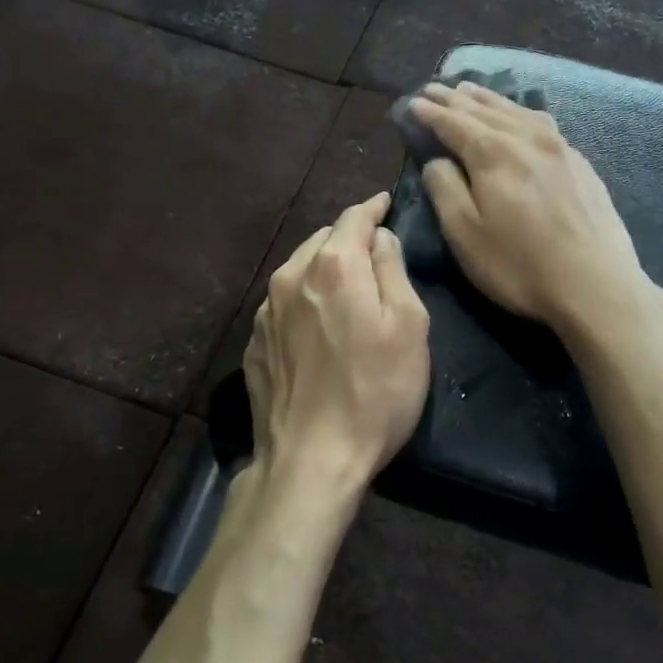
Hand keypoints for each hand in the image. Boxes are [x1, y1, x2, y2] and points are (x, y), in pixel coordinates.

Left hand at [243, 193, 431, 494]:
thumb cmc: (375, 393)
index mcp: (333, 265)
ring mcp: (266, 310)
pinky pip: (283, 303)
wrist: (310, 460)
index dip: (373, 207)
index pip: (353, 217)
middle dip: (348, 238)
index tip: (385, 202)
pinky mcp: (254, 341)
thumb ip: (393, 270)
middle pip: (323, 240)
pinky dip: (304, 299)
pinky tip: (317, 325)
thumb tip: (380, 237)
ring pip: (299, 269)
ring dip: (323, 267)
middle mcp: (292, 276)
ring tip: (344, 285)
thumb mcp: (408, 327)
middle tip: (373, 251)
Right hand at [410, 82, 656, 340]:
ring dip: (488, 99)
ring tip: (470, 90)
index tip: (414, 103)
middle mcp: (526, 138)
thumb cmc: (519, 265)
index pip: (454, 123)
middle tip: (434, 88)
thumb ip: (445, 189)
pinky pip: (541, 122)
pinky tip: (521, 115)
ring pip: (516, 111)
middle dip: (455, 99)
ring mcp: (559, 148)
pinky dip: (520, 112)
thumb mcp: (465, 234)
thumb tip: (437, 160)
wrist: (596, 285)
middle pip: (484, 110)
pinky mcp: (580, 163)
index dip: (432, 113)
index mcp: (493, 153)